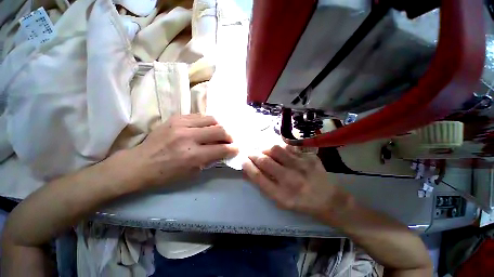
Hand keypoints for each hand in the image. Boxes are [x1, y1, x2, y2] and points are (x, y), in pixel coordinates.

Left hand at [126, 114, 237, 187]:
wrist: (139, 163)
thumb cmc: (166, 174)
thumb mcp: (191, 173)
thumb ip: (210, 160)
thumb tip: (222, 151)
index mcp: (193, 155)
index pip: (221, 148)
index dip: (233, 149)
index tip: (236, 148)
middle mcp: (189, 137)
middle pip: (219, 130)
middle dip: (229, 136)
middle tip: (230, 140)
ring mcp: (181, 125)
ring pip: (211, 119)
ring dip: (219, 126)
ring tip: (219, 132)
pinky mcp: (176, 118)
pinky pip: (199, 116)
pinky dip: (207, 122)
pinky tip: (207, 127)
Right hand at [242, 145, 343, 218]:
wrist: (328, 199)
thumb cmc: (301, 202)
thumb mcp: (280, 200)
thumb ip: (264, 185)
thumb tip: (249, 171)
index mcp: (281, 195)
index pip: (258, 177)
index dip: (247, 166)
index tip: (242, 160)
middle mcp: (290, 179)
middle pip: (264, 161)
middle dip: (253, 155)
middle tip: (250, 153)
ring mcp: (301, 166)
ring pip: (275, 149)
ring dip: (266, 149)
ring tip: (265, 152)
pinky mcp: (309, 157)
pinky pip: (288, 147)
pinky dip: (280, 148)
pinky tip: (280, 151)